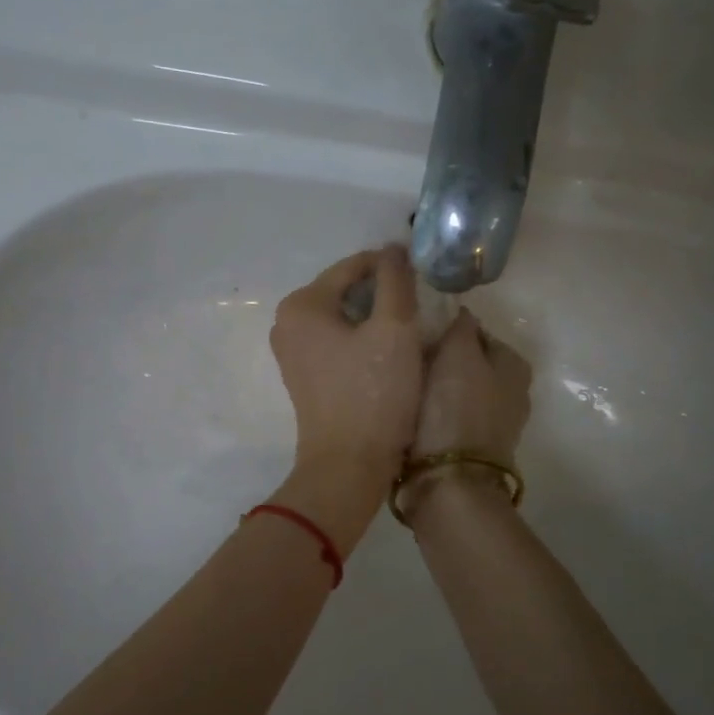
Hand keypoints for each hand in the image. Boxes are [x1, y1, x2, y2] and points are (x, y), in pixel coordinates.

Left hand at [268, 246, 424, 547]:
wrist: (349, 465)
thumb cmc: (373, 394)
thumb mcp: (394, 330)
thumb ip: (396, 281)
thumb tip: (393, 249)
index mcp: (302, 304)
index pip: (353, 266)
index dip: (392, 265)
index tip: (426, 273)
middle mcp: (287, 322)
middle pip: (345, 290)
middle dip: (383, 293)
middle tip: (422, 304)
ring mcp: (292, 352)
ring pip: (344, 317)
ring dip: (375, 317)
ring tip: (411, 328)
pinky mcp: (304, 376)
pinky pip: (337, 342)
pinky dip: (362, 339)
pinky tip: (389, 352)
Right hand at [401, 309, 532, 521]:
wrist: (448, 482)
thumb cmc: (454, 409)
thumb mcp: (458, 353)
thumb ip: (460, 326)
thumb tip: (460, 313)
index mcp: (514, 365)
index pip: (475, 331)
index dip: (444, 328)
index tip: (414, 332)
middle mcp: (510, 393)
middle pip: (465, 362)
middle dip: (438, 358)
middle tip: (403, 356)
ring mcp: (491, 424)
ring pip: (453, 390)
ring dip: (431, 387)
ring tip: (399, 383)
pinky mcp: (468, 448)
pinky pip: (445, 416)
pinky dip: (429, 412)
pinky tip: (406, 411)